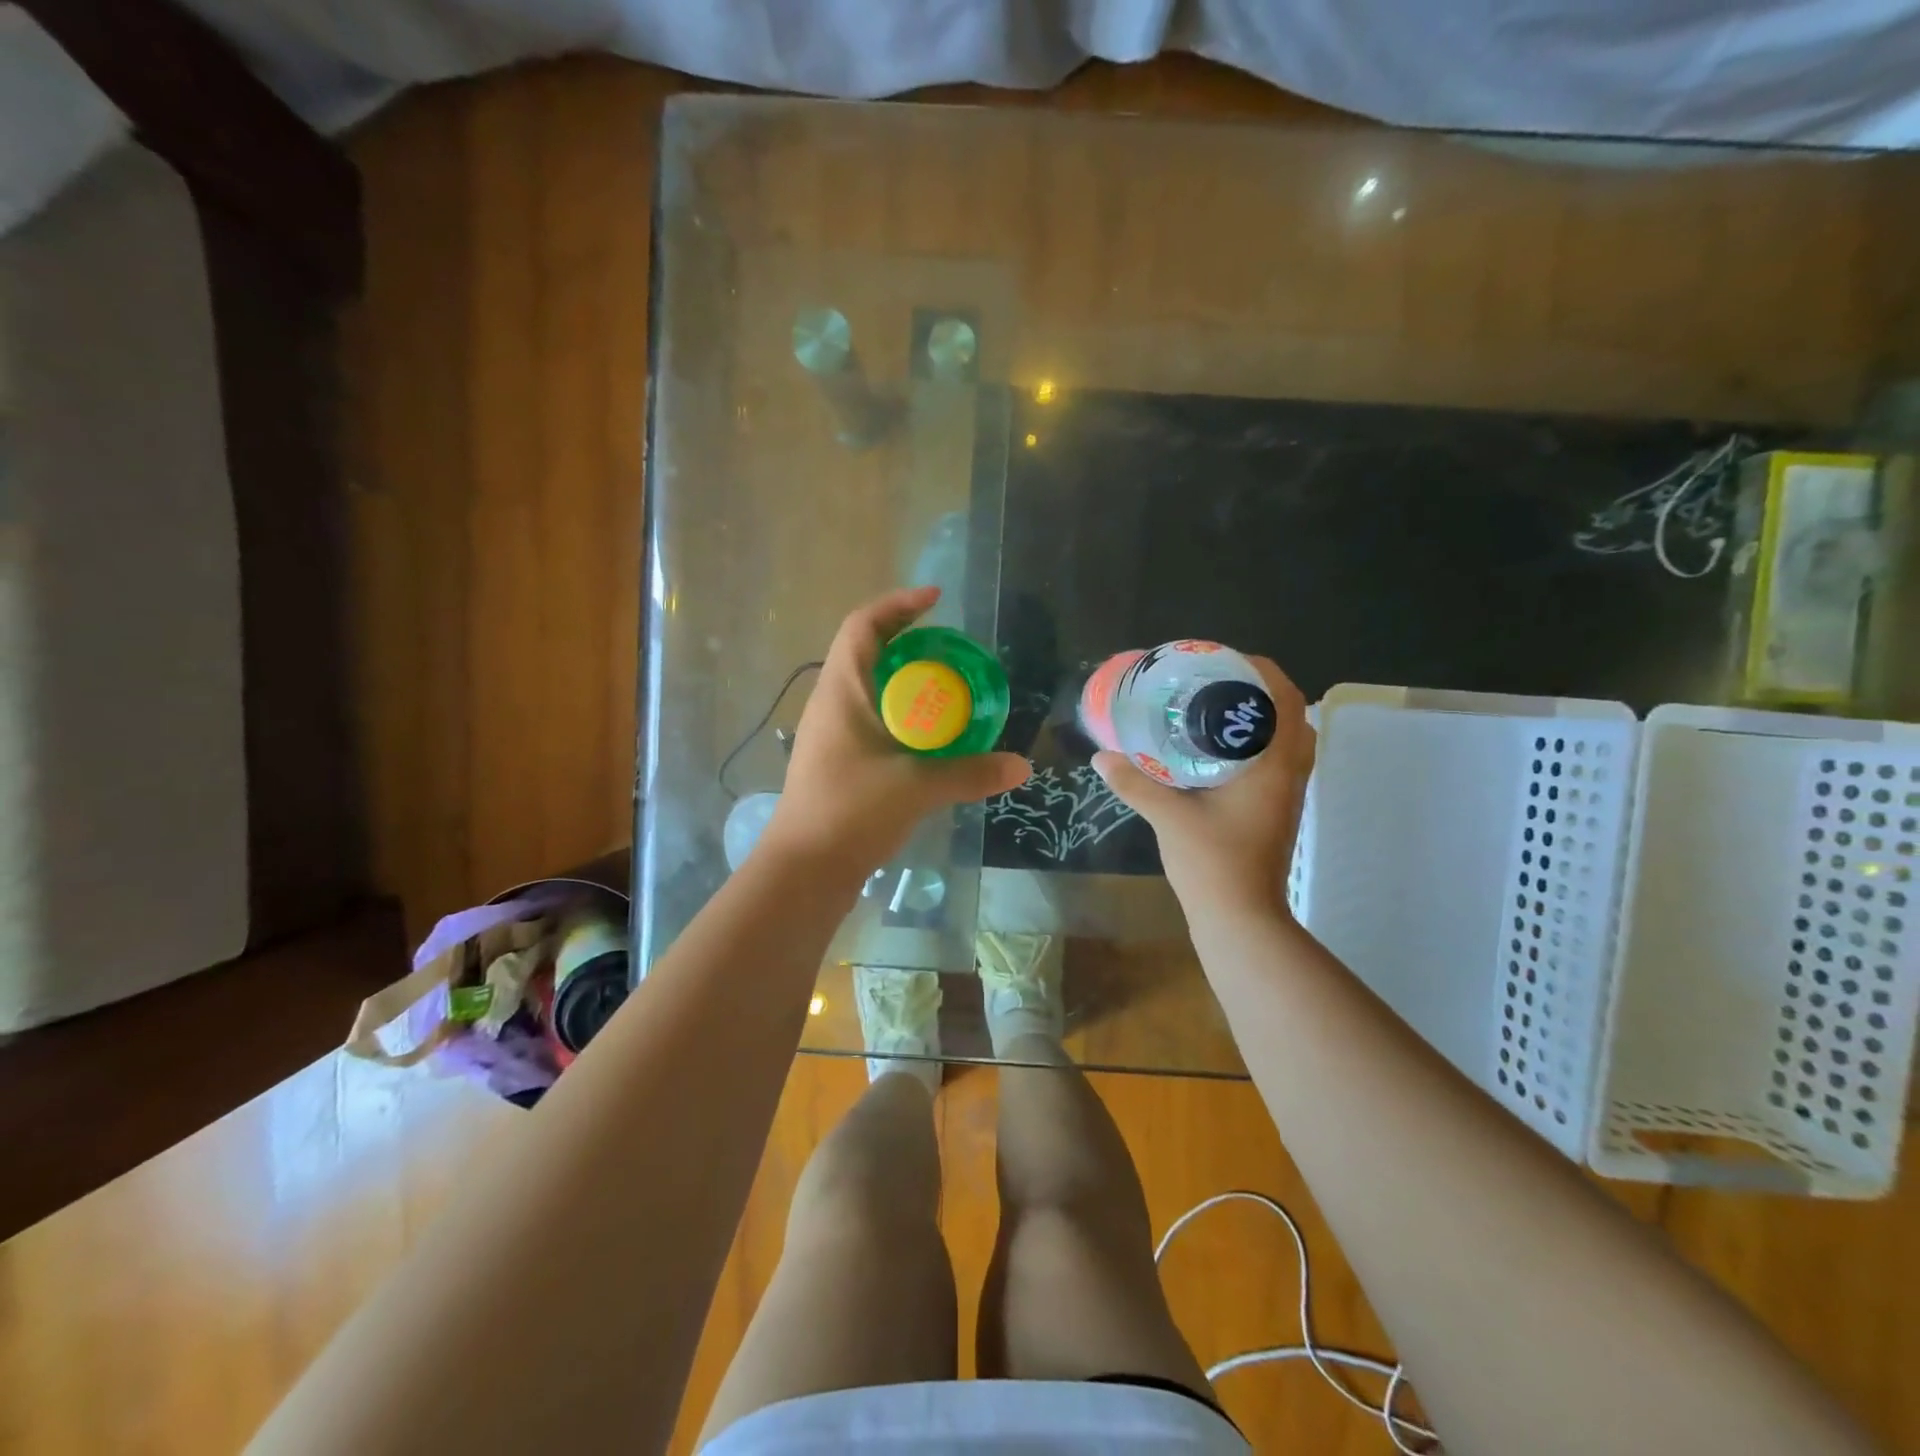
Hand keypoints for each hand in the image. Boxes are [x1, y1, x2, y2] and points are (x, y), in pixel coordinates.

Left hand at [762, 587, 1030, 877]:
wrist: (803, 869)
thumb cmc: (850, 811)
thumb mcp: (916, 787)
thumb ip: (970, 773)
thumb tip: (1022, 766)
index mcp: (842, 691)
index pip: (863, 626)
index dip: (897, 604)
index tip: (936, 599)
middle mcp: (832, 703)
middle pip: (868, 652)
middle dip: (909, 642)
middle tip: (953, 650)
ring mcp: (831, 733)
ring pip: (870, 688)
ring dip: (906, 681)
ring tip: (949, 690)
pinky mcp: (837, 760)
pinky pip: (872, 719)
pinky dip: (902, 715)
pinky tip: (930, 737)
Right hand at [1092, 656, 1313, 918]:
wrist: (1240, 919)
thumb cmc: (1213, 863)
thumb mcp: (1169, 816)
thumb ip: (1135, 783)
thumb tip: (1101, 756)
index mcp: (1274, 765)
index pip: (1286, 699)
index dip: (1261, 670)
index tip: (1224, 660)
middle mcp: (1288, 774)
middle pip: (1289, 716)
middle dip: (1257, 692)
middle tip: (1214, 685)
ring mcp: (1285, 795)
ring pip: (1284, 741)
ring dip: (1257, 720)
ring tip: (1213, 712)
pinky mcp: (1274, 811)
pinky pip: (1273, 762)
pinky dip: (1252, 746)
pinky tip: (1213, 754)